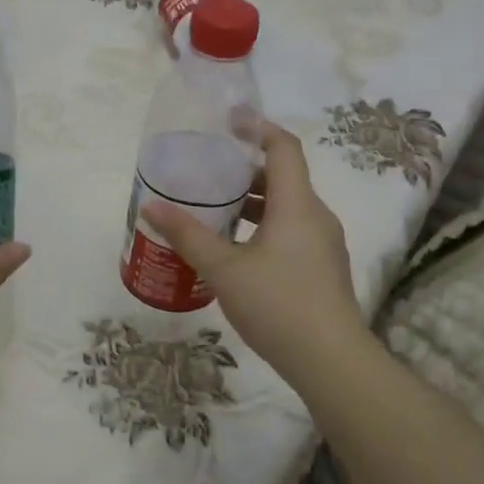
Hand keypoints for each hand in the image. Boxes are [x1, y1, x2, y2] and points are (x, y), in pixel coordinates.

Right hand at [141, 121, 365, 378]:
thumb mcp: (223, 269)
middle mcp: (316, 216)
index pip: (284, 147)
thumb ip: (188, 235)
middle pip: (283, 176)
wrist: (331, 362)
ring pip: (287, 206)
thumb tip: (151, 207)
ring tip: (214, 208)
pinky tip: (236, 248)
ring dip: (253, 201)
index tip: (229, 121)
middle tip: (208, 169)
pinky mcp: (322, 268)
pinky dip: (264, 225)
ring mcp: (324, 244)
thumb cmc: (277, 305)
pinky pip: (292, 230)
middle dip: (246, 169)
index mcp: (297, 204)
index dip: (258, 128)